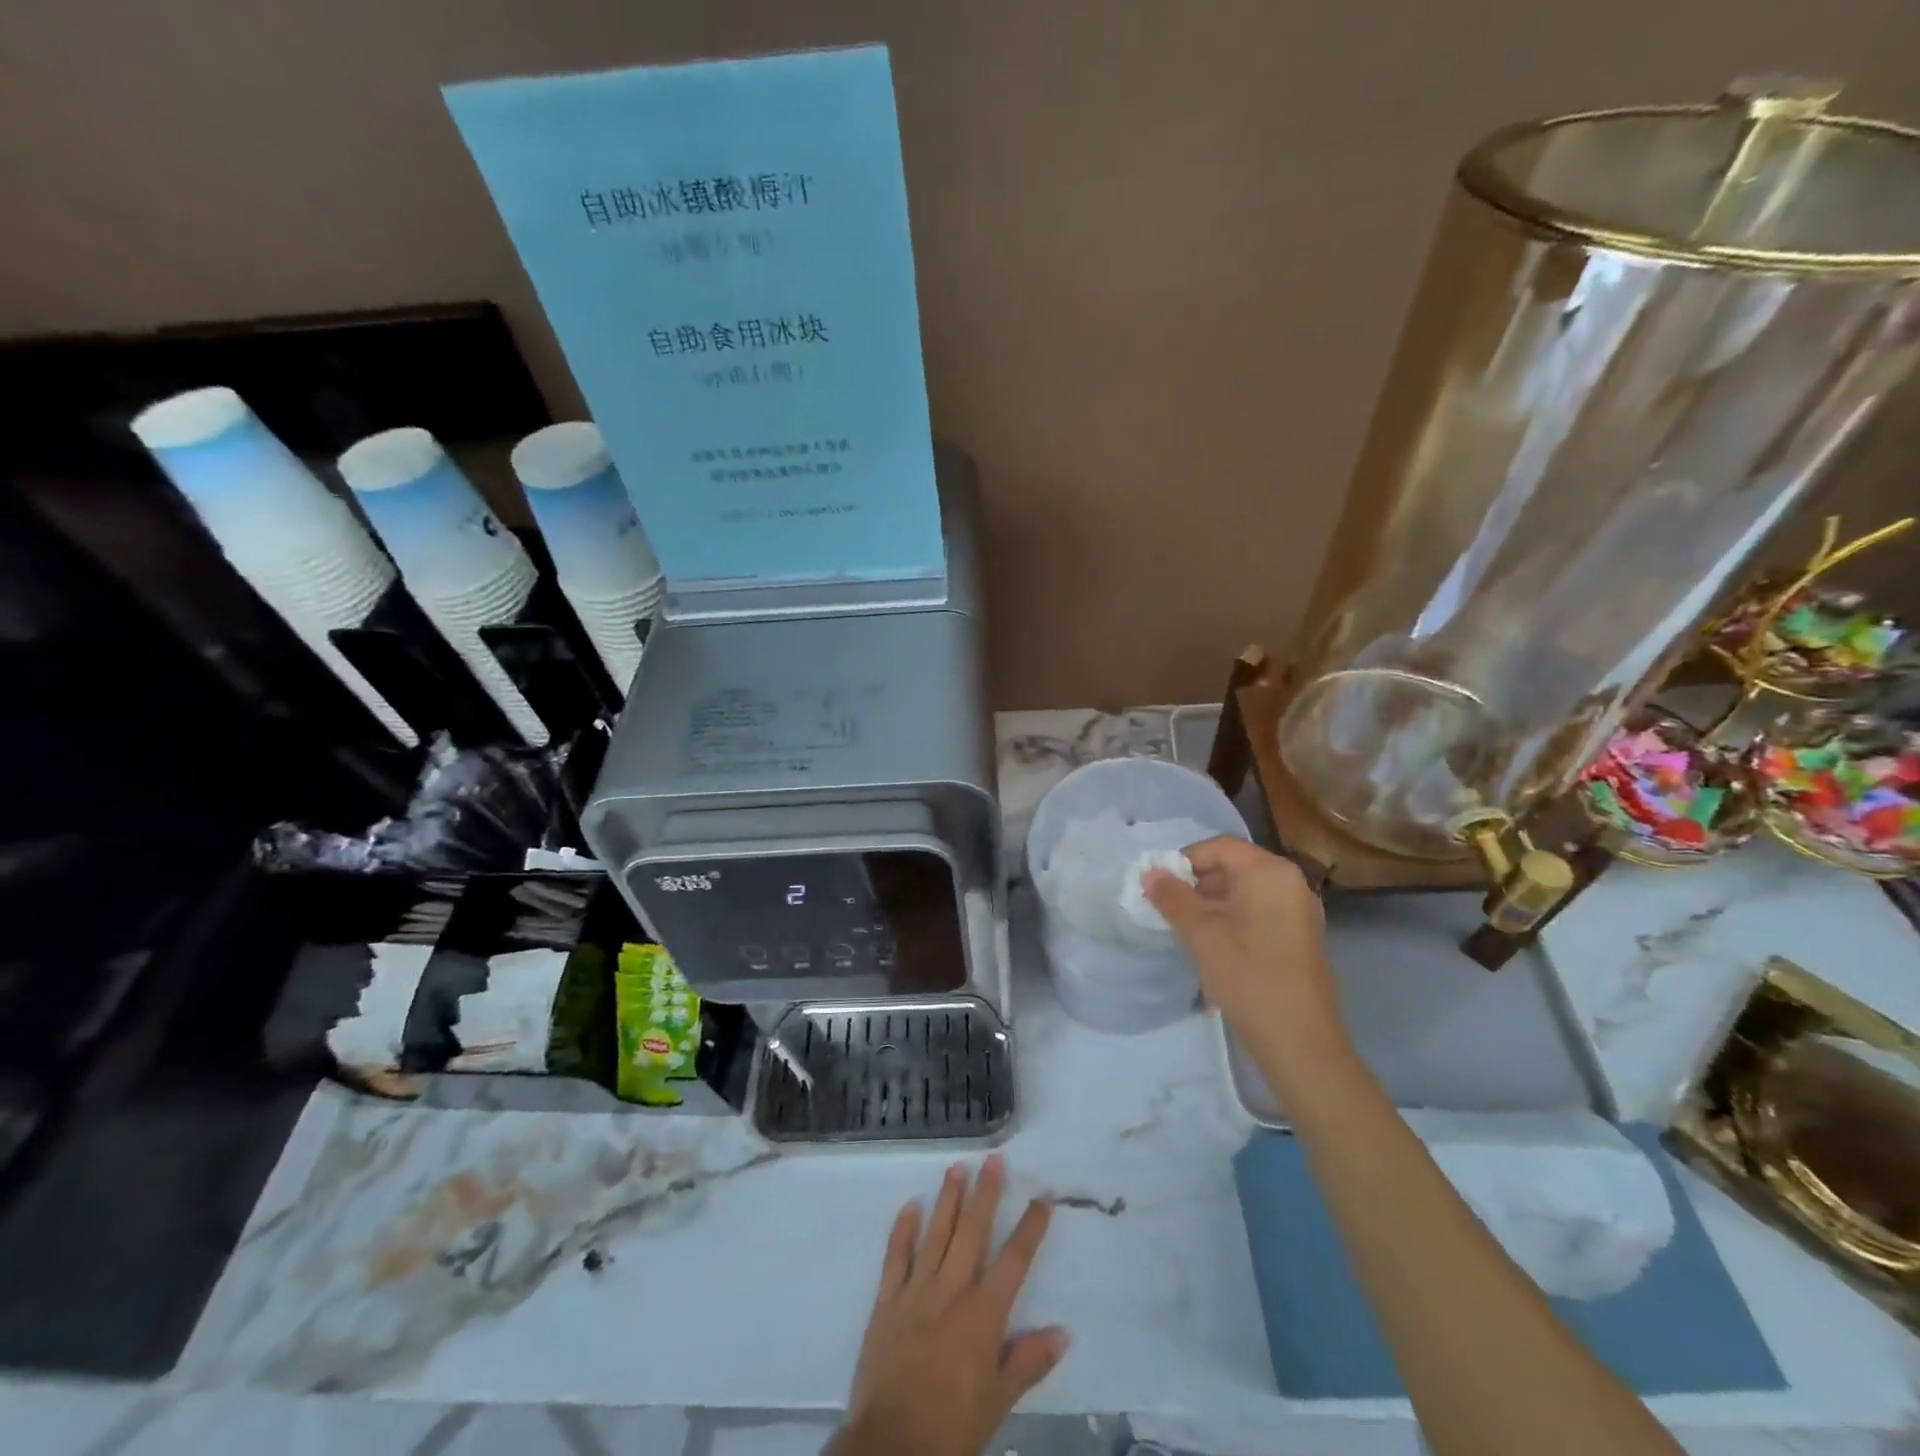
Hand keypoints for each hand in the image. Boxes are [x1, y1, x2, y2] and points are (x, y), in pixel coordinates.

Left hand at [829, 1156, 1067, 1455]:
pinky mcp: (887, 1301)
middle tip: (994, 1160)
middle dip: (986, 1194)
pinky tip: (910, 1205)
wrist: (893, 1444)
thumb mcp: (999, 1401)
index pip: (1015, 1260)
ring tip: (957, 1167)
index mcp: (984, 1313)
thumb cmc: (953, 1426)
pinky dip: (903, 1229)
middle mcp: (952, 1290)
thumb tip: (1064, 1331)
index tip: (1043, 1197)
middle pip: (973, 1232)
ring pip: (936, 1234)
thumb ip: (1029, 1361)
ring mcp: (917, 1291)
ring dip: (948, 1199)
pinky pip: (896, 1257)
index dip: (1030, 1227)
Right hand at [1144, 836, 1350, 1081]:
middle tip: (1167, 906)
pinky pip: (1260, 911)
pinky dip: (1233, 918)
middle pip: (1235, 866)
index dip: (1184, 860)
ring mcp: (1300, 911)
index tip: (1159, 884)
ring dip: (1212, 902)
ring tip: (1184, 927)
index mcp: (1270, 872)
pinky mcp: (1300, 936)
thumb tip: (1149, 872)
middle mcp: (1291, 882)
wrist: (1299, 1040)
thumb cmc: (1248, 975)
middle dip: (1197, 882)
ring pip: (1246, 891)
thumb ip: (1173, 898)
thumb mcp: (1201, 934)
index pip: (1220, 847)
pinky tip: (1212, 944)